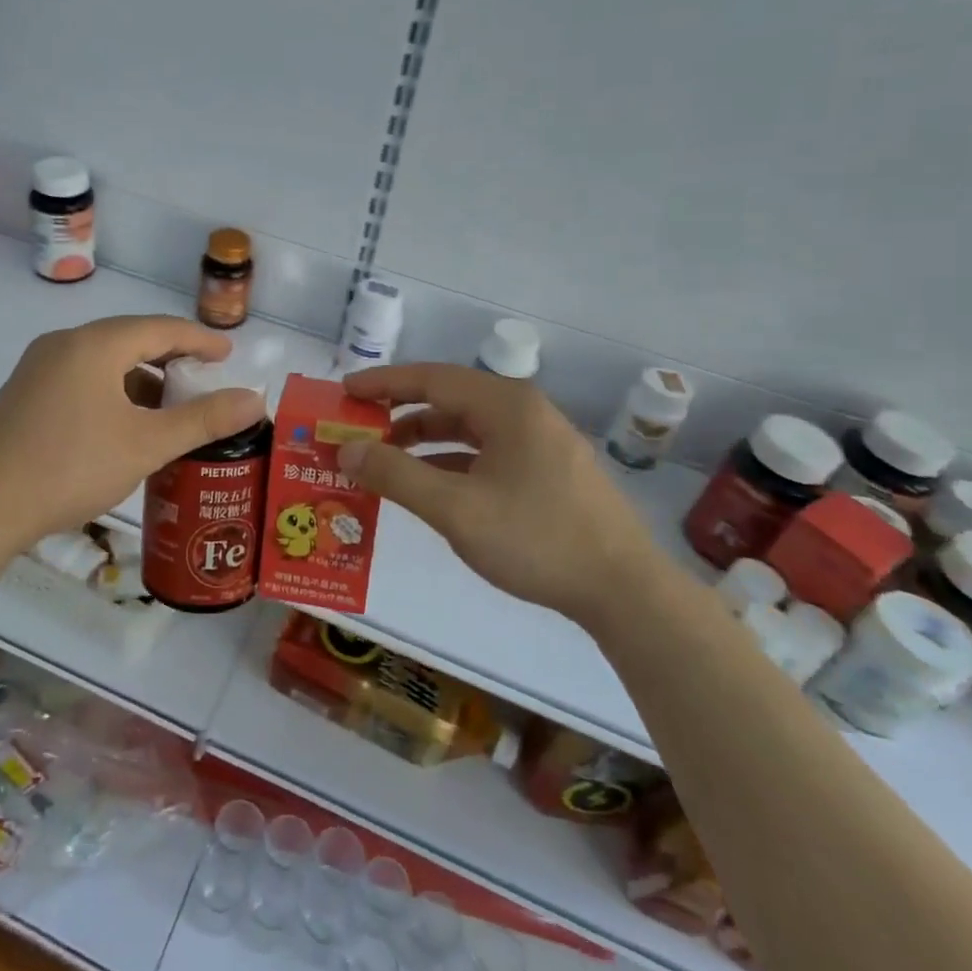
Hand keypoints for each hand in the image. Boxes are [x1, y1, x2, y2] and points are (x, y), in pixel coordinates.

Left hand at [0, 316, 266, 550]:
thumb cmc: (71, 467)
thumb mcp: (146, 444)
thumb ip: (204, 419)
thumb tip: (255, 398)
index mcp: (95, 344)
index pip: (161, 328)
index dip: (200, 340)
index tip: (229, 355)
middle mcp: (64, 343)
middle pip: (131, 340)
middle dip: (171, 360)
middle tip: (203, 382)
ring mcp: (38, 367)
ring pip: (104, 361)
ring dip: (141, 379)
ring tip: (168, 411)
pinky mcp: (24, 393)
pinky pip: (82, 378)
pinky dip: (113, 392)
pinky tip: (123, 426)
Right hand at [338, 363, 671, 626]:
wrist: (626, 592)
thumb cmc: (537, 539)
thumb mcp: (456, 509)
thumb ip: (396, 475)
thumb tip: (347, 449)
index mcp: (506, 405)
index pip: (431, 378)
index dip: (383, 383)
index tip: (345, 391)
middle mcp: (525, 412)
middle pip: (450, 399)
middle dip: (400, 412)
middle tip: (359, 427)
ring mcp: (542, 442)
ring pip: (469, 428)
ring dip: (425, 440)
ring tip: (385, 459)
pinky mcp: (550, 471)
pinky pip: (488, 452)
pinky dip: (452, 462)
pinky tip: (430, 486)